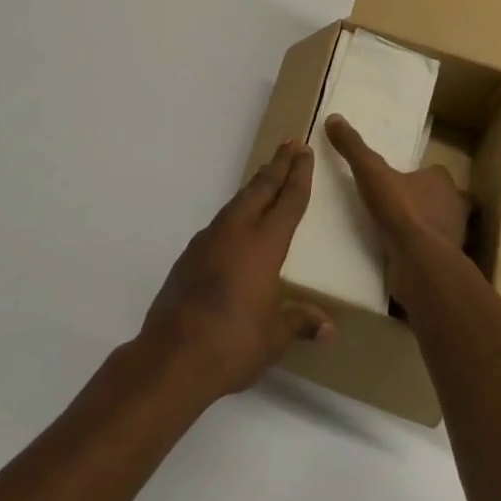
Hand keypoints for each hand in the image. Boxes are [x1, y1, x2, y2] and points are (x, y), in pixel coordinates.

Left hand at [141, 139, 333, 399]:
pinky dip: (235, 210)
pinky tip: (236, 221)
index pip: (288, 201)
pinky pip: (221, 221)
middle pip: (261, 189)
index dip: (299, 175)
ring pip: (238, 201)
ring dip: (255, 186)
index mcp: (264, 245)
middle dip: (278, 165)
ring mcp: (209, 241)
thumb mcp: (274, 337)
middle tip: (290, 144)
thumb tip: (329, 327)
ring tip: (266, 175)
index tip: (304, 151)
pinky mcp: (190, 255)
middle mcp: (237, 232)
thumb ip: (300, 322)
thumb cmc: (232, 344)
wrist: (171, 357)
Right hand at [325, 114, 470, 310]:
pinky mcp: (446, 263)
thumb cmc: (401, 210)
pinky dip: (420, 253)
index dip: (419, 175)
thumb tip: (333, 118)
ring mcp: (454, 237)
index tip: (399, 180)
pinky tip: (400, 255)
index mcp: (442, 180)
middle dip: (423, 202)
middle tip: (396, 206)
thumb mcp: (370, 172)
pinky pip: (432, 253)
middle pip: (440, 199)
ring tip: (394, 232)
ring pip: (439, 227)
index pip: (434, 173)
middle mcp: (455, 206)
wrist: (420, 263)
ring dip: (422, 228)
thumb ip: (353, 147)